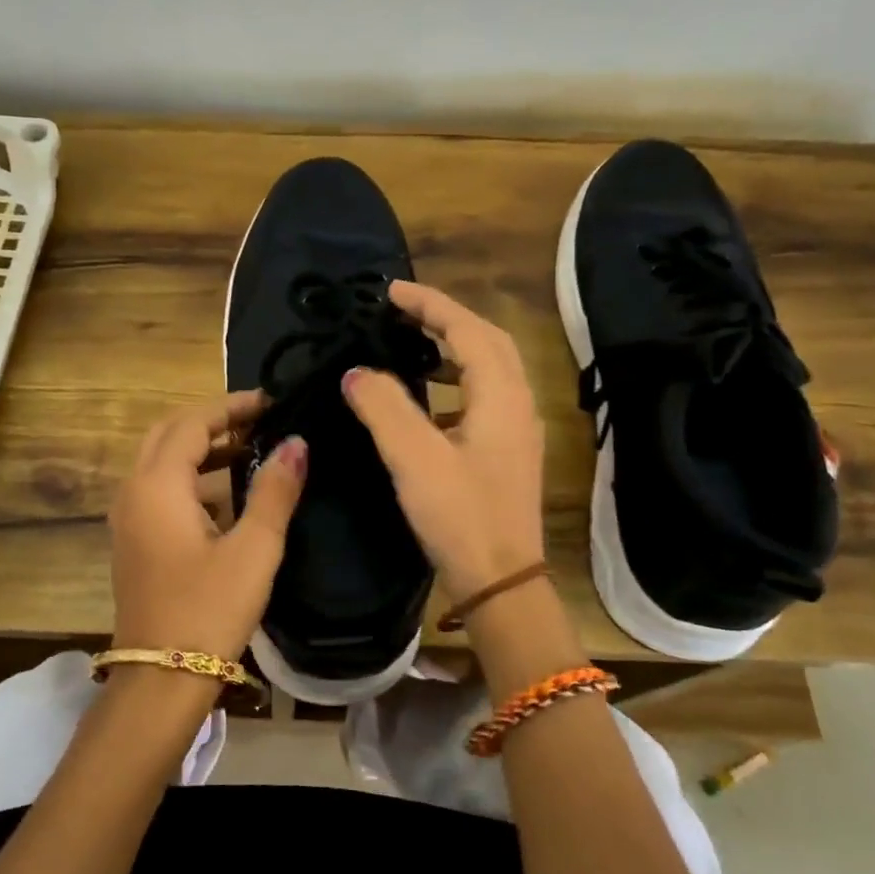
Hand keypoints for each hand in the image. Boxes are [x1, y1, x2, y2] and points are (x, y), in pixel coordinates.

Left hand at [108, 391, 307, 662]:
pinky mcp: (133, 541)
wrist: (161, 680)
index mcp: (157, 485)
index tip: (272, 403)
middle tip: (259, 421)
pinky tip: (226, 494)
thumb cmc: (210, 610)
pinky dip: (190, 477)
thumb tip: (296, 443)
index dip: (232, 407)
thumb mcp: (254, 548)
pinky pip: (159, 489)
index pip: (192, 423)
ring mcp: (128, 518)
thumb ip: (274, 491)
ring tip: (250, 450)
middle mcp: (133, 492)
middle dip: (213, 421)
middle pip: (169, 434)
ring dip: (201, 449)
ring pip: (161, 462)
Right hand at [343, 281, 545, 599]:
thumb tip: (357, 371)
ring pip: (488, 370)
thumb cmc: (460, 516)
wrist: (502, 581)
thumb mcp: (414, 458)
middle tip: (402, 312)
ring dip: (453, 350)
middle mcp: (517, 404)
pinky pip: (483, 398)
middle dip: (446, 319)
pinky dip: (455, 384)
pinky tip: (426, 402)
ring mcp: (517, 430)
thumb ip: (384, 407)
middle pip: (487, 341)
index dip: (429, 304)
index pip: (467, 329)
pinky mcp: (508, 453)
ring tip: (412, 346)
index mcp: (501, 395)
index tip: (390, 291)